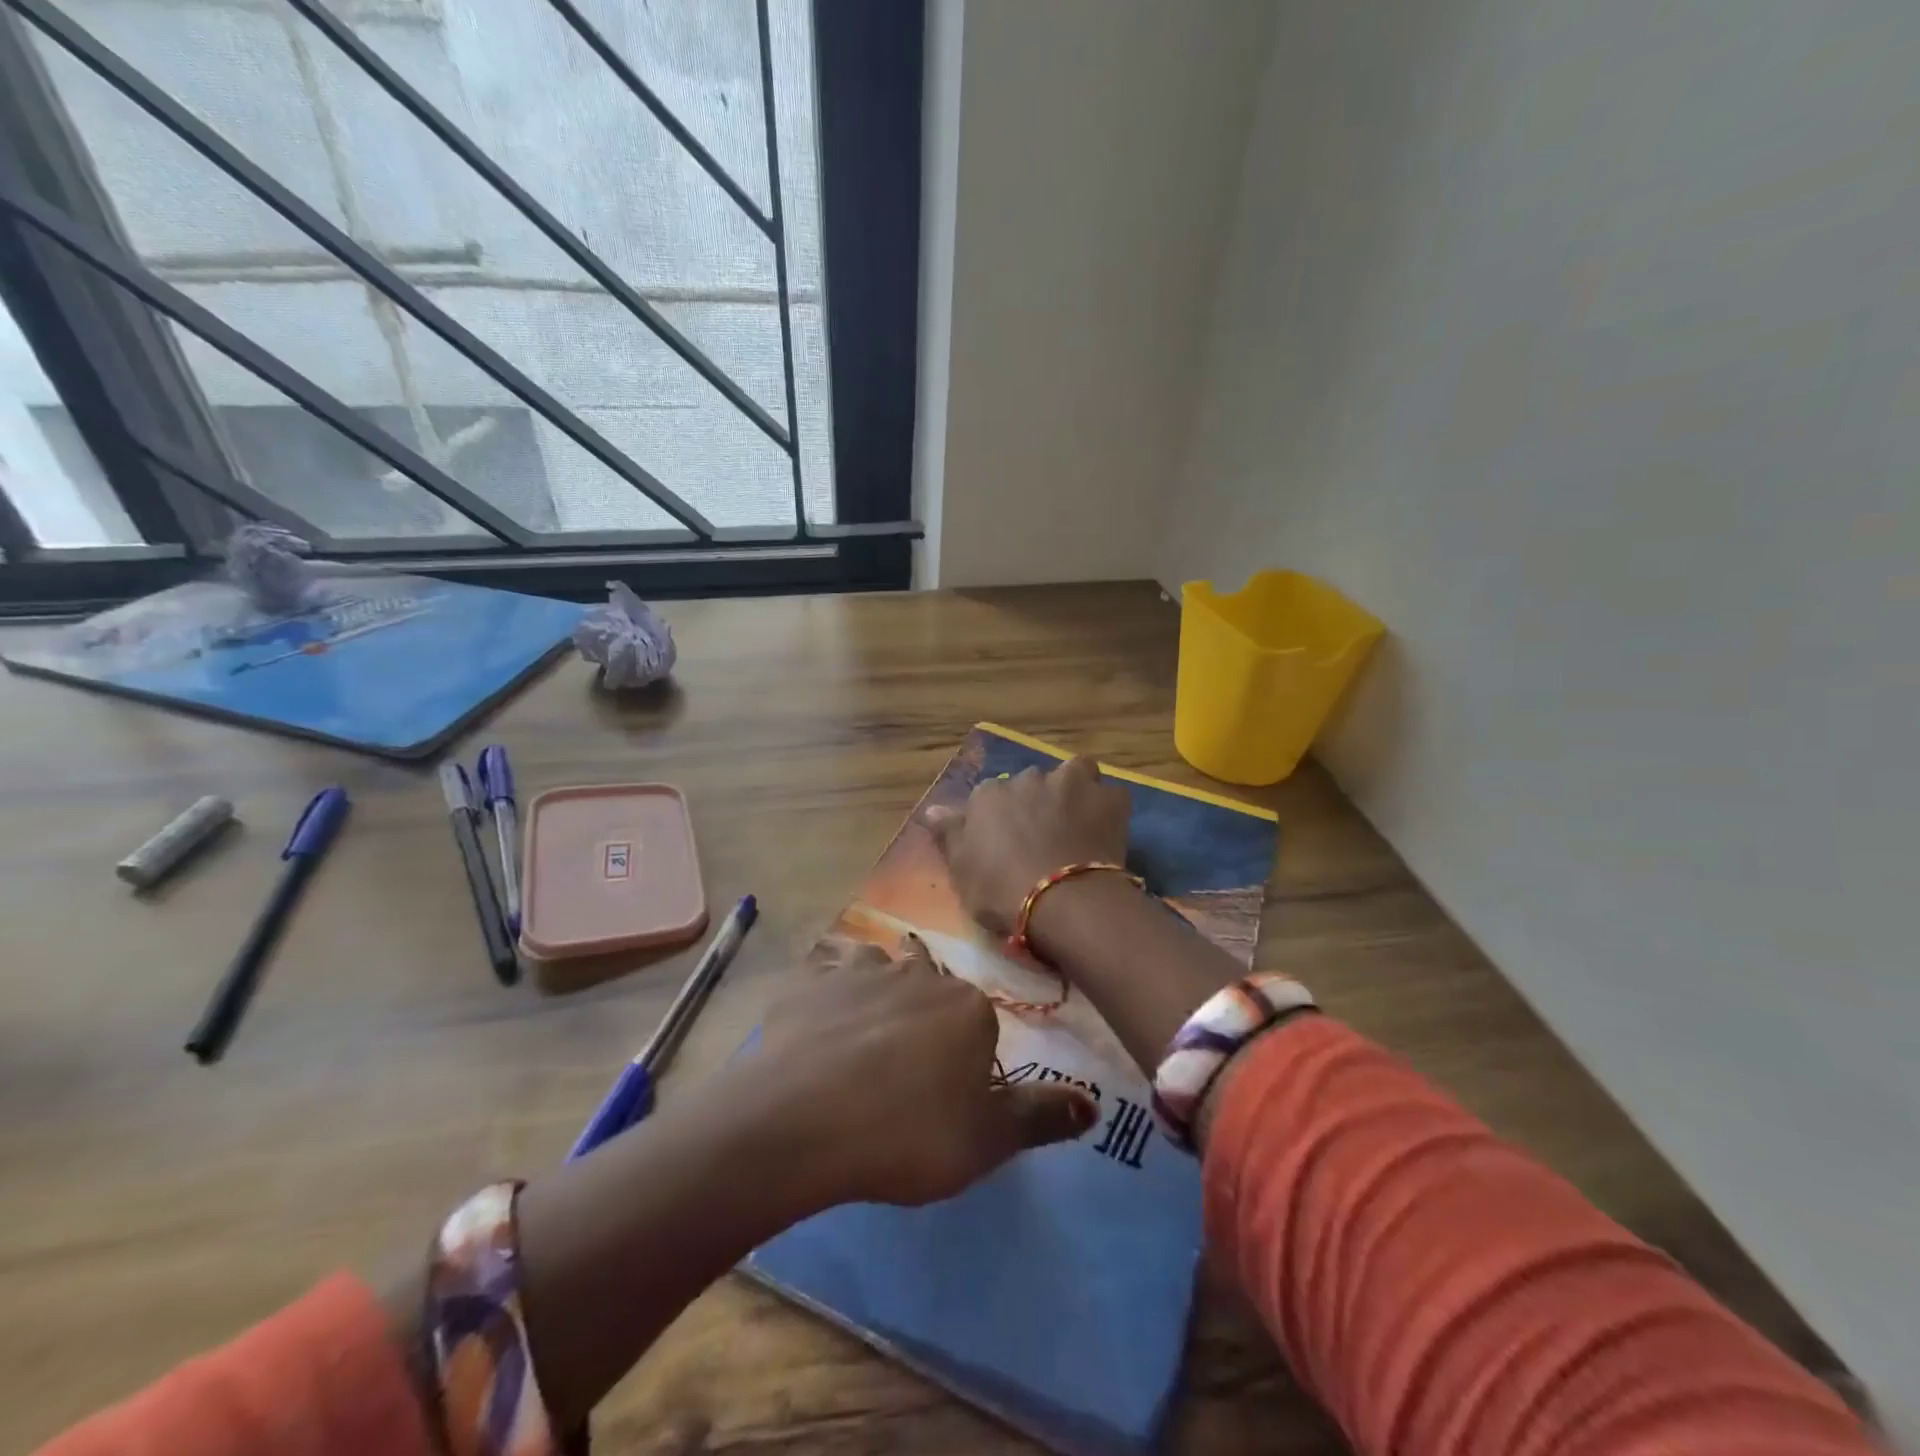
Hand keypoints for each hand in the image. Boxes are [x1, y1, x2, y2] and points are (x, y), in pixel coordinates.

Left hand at [755, 937, 1096, 1205]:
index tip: (946, 1097)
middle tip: (904, 1068)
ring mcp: (858, 973)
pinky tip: (814, 1031)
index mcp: (967, 1007)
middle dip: (924, 1014)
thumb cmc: (908, 1134)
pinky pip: (823, 981)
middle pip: (930, 985)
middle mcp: (917, 975)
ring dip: (876, 991)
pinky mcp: (808, 985)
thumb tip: (1094, 1104)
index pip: (979, 1023)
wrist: (805, 1123)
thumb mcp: (988, 1140)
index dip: (967, 1058)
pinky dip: (824, 999)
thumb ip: (1041, 1116)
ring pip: (877, 968)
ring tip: (862, 1036)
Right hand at [925, 756, 1131, 934]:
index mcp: (988, 795)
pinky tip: (1105, 830)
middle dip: (1036, 801)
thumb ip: (949, 834)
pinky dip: (1107, 808)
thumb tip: (931, 809)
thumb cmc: (1001, 891)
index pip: (988, 797)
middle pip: (1030, 783)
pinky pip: (1109, 795)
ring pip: (1074, 773)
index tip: (1003, 843)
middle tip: (1042, 836)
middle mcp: (1028, 779)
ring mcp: (1071, 784)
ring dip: (1074, 790)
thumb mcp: (960, 870)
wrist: (1063, 901)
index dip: (997, 819)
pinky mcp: (1109, 799)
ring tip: (1077, 821)